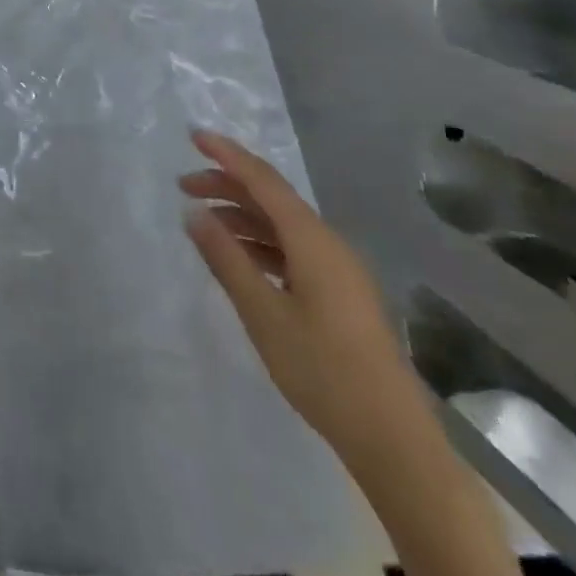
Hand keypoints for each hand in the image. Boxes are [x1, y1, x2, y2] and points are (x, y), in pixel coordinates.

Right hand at [180, 130, 426, 464]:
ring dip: (241, 216)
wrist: (392, 439)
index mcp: (313, 241)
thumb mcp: (262, 312)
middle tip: (183, 185)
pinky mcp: (339, 294)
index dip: (227, 155)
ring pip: (281, 225)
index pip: (263, 181)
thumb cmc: (322, 370)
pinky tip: (239, 257)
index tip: (193, 136)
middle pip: (272, 199)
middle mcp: (328, 244)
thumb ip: (226, 258)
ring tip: (202, 222)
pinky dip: (259, 242)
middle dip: (227, 185)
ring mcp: (337, 270)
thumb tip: (194, 213)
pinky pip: (292, 249)